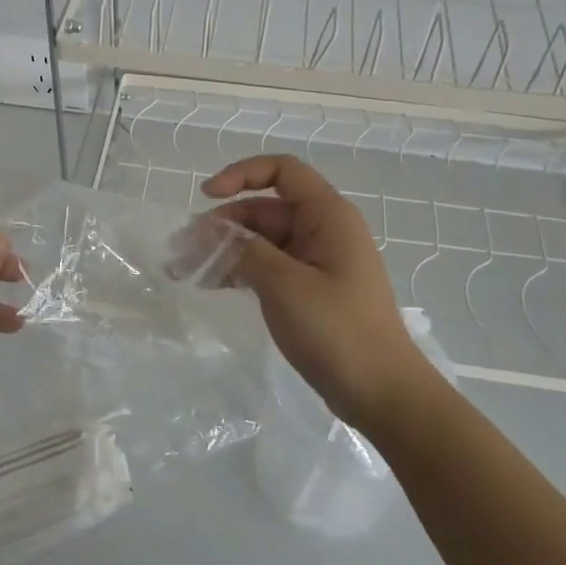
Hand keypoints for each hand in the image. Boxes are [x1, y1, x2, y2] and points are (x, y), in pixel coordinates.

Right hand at [202, 154, 442, 432]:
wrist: (382, 394)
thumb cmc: (337, 331)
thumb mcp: (284, 285)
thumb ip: (244, 250)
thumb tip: (213, 232)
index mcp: (328, 216)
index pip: (283, 171)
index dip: (242, 174)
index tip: (206, 196)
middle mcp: (324, 231)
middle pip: (265, 209)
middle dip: (223, 223)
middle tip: (182, 249)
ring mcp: (318, 262)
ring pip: (263, 240)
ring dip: (226, 249)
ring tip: (186, 269)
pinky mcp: (311, 289)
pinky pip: (270, 266)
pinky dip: (241, 270)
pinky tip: (212, 284)